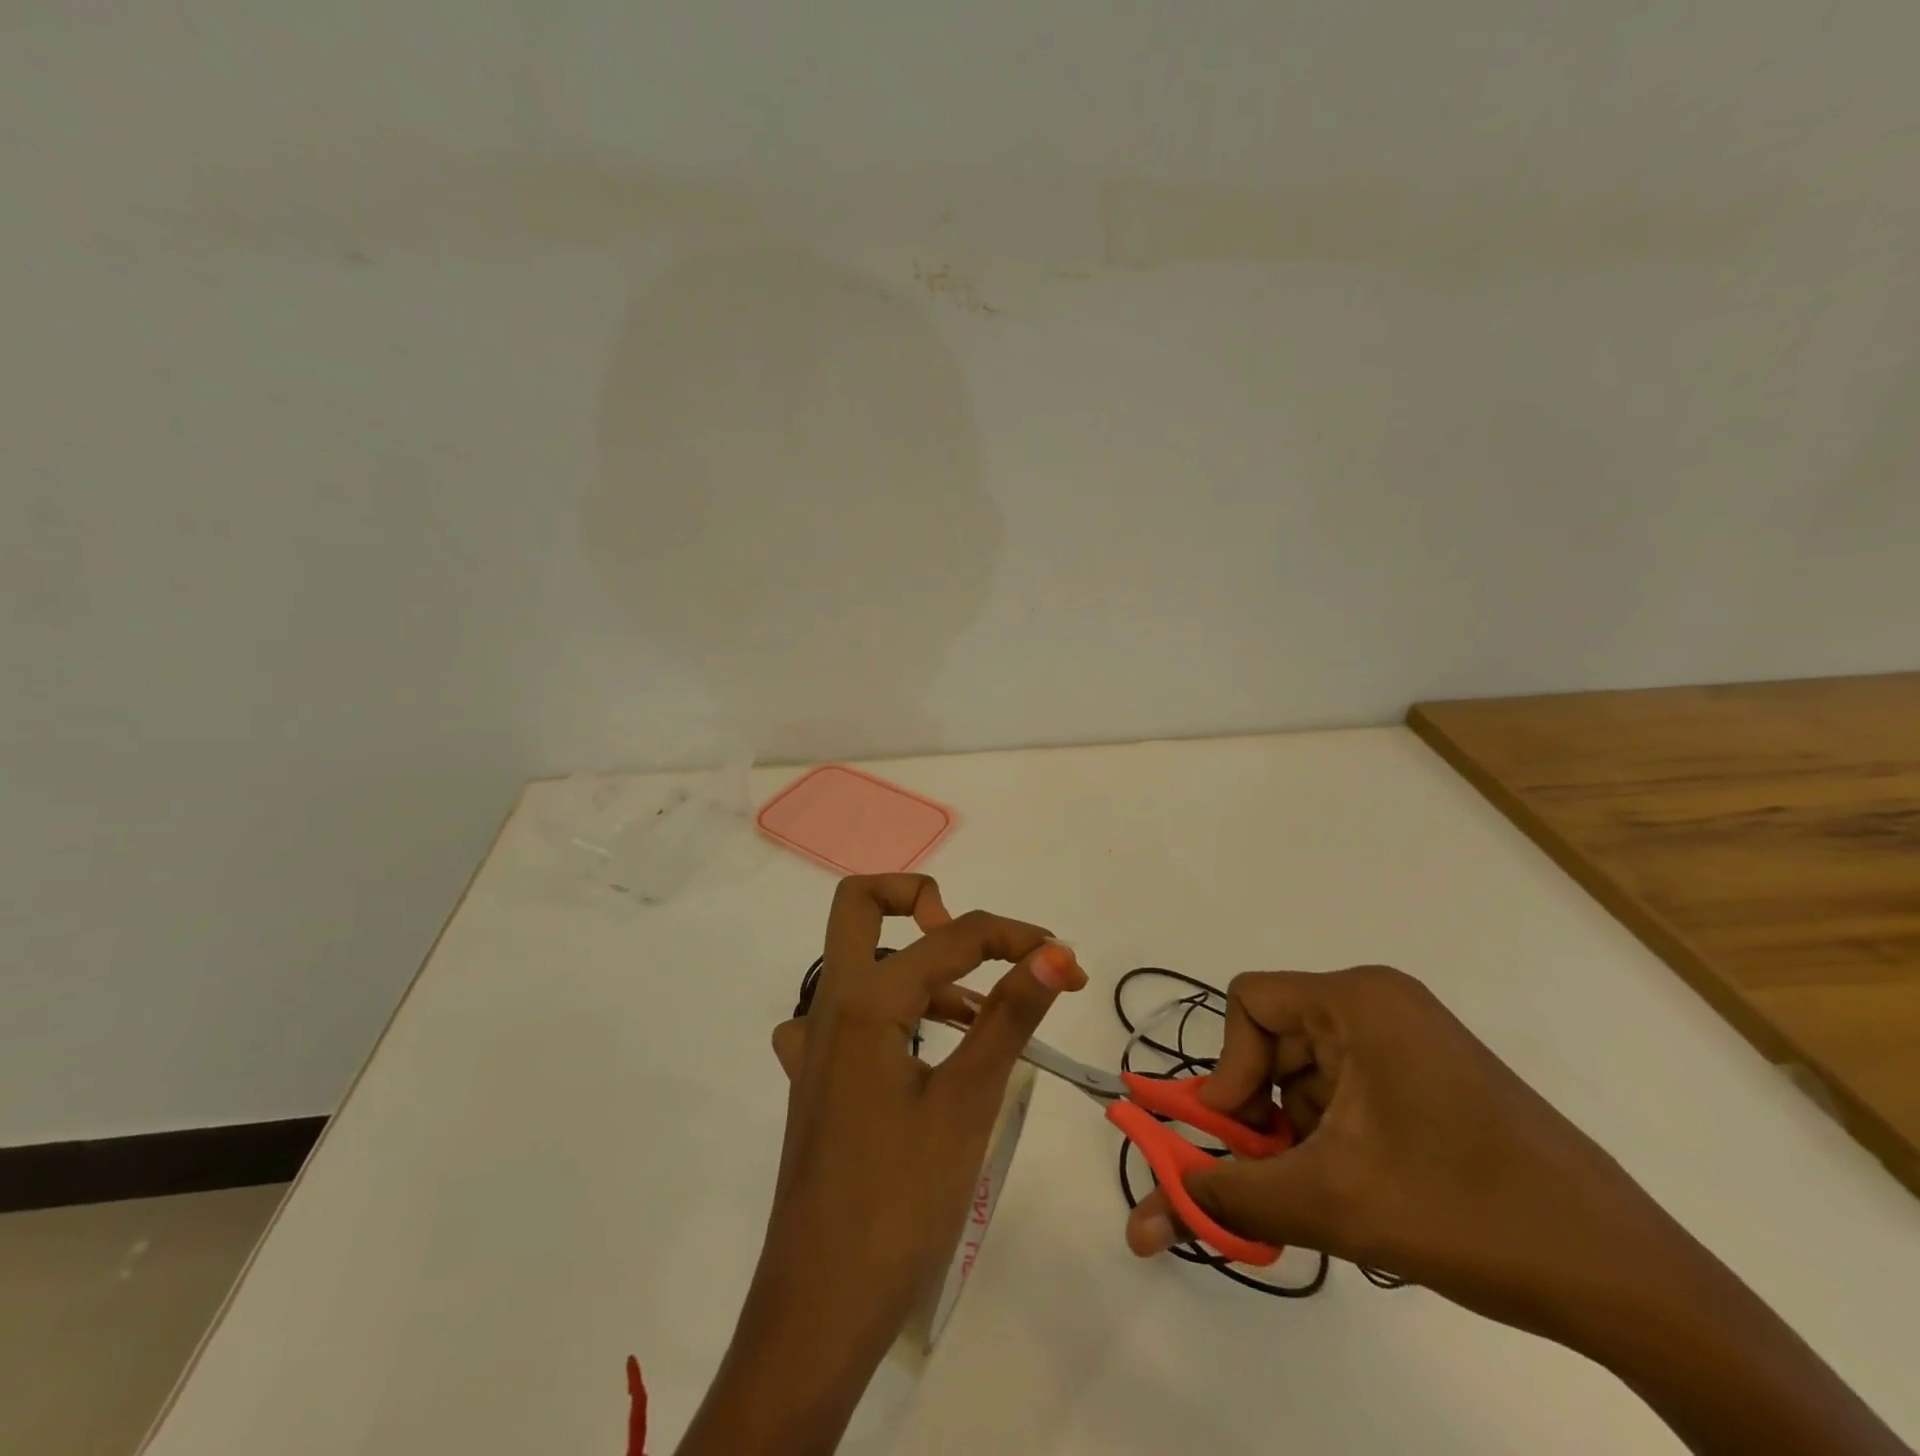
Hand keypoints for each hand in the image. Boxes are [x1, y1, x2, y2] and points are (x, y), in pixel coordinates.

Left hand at [678, 875, 1084, 1455]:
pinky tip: (929, 1048)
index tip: (1064, 962)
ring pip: (858, 963)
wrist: (819, 1311)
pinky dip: (895, 1008)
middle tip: (970, 940)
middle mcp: (828, 1007)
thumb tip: (1055, 952)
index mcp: (863, 1001)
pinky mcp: (816, 1081)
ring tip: (978, 1010)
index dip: (1014, 938)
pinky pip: (849, 1016)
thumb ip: (1009, 1017)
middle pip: (859, 907)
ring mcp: (813, 1045)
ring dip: (916, 962)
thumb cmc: (898, 1202)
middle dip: (917, 899)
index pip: (950, 938)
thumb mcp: (966, 1103)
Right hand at [1125, 965, 1684, 1338]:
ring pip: (1311, 1072)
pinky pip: (1351, 1090)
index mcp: (1358, 1000)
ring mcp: (1413, 1039)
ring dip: (1301, 1132)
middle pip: (1278, 1039)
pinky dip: (1338, 1138)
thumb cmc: (1467, 1213)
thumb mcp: (1330, 1204)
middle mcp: (1381, 1003)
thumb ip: (1230, 1198)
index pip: (1249, 1001)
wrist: (1626, 1280)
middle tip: (1279, 1178)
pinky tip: (1369, 1191)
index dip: (1231, 1066)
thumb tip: (1152, 1214)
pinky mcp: (1434, 1077)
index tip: (1245, 1136)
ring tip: (1336, 1196)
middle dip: (1266, 1111)